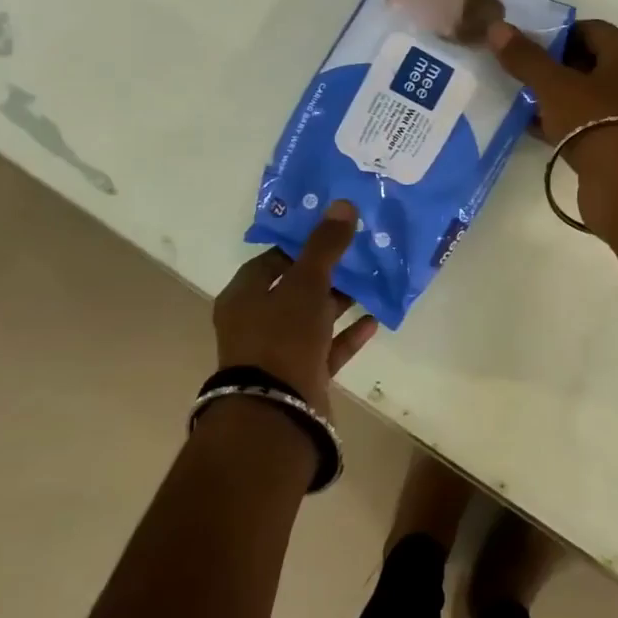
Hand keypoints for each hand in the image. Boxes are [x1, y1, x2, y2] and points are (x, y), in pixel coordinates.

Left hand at [213, 200, 378, 415]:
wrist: (278, 413)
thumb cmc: (282, 337)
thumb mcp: (305, 284)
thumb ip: (325, 246)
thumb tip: (343, 204)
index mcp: (244, 297)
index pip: (271, 260)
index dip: (300, 245)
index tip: (332, 232)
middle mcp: (256, 323)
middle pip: (294, 290)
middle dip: (327, 273)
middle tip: (359, 253)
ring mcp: (279, 353)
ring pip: (313, 319)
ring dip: (340, 303)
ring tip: (372, 282)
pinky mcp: (302, 377)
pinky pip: (328, 349)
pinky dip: (348, 335)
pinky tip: (374, 320)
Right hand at [486, 18, 617, 235]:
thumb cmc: (594, 121)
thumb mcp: (554, 86)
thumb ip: (526, 58)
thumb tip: (497, 27)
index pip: (591, 29)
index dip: (558, 33)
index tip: (527, 44)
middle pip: (590, 62)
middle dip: (555, 66)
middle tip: (521, 71)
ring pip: (588, 96)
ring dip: (558, 97)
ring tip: (523, 100)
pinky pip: (588, 124)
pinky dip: (564, 123)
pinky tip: (535, 129)